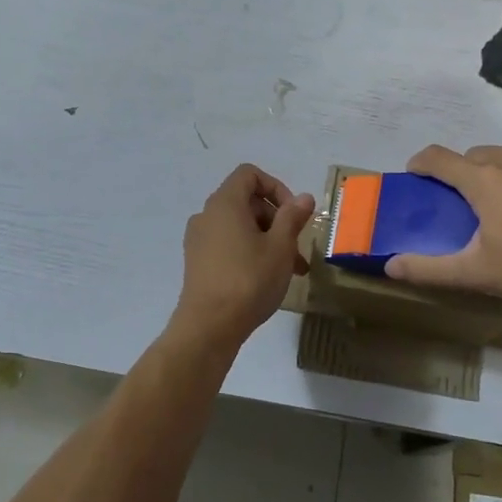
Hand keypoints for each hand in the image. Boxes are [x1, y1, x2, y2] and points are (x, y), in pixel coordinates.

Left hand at [172, 165, 314, 348]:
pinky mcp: (197, 262)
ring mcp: (199, 239)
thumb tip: (304, 197)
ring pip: (240, 226)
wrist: (209, 326)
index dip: (276, 187)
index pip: (249, 175)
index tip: (293, 214)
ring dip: (267, 239)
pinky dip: (249, 251)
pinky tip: (268, 278)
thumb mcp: (280, 247)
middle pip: (246, 201)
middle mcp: (207, 215)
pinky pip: (228, 244)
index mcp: (225, 203)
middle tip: (297, 247)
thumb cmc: (249, 280)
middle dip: (276, 219)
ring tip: (291, 269)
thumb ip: (292, 217)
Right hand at [385, 143, 501, 316]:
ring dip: (501, 174)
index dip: (421, 163)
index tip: (416, 174)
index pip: (437, 158)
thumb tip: (390, 266)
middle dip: (466, 176)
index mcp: (483, 180)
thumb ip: (430, 268)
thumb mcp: (480, 274)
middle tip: (473, 208)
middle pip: (474, 158)